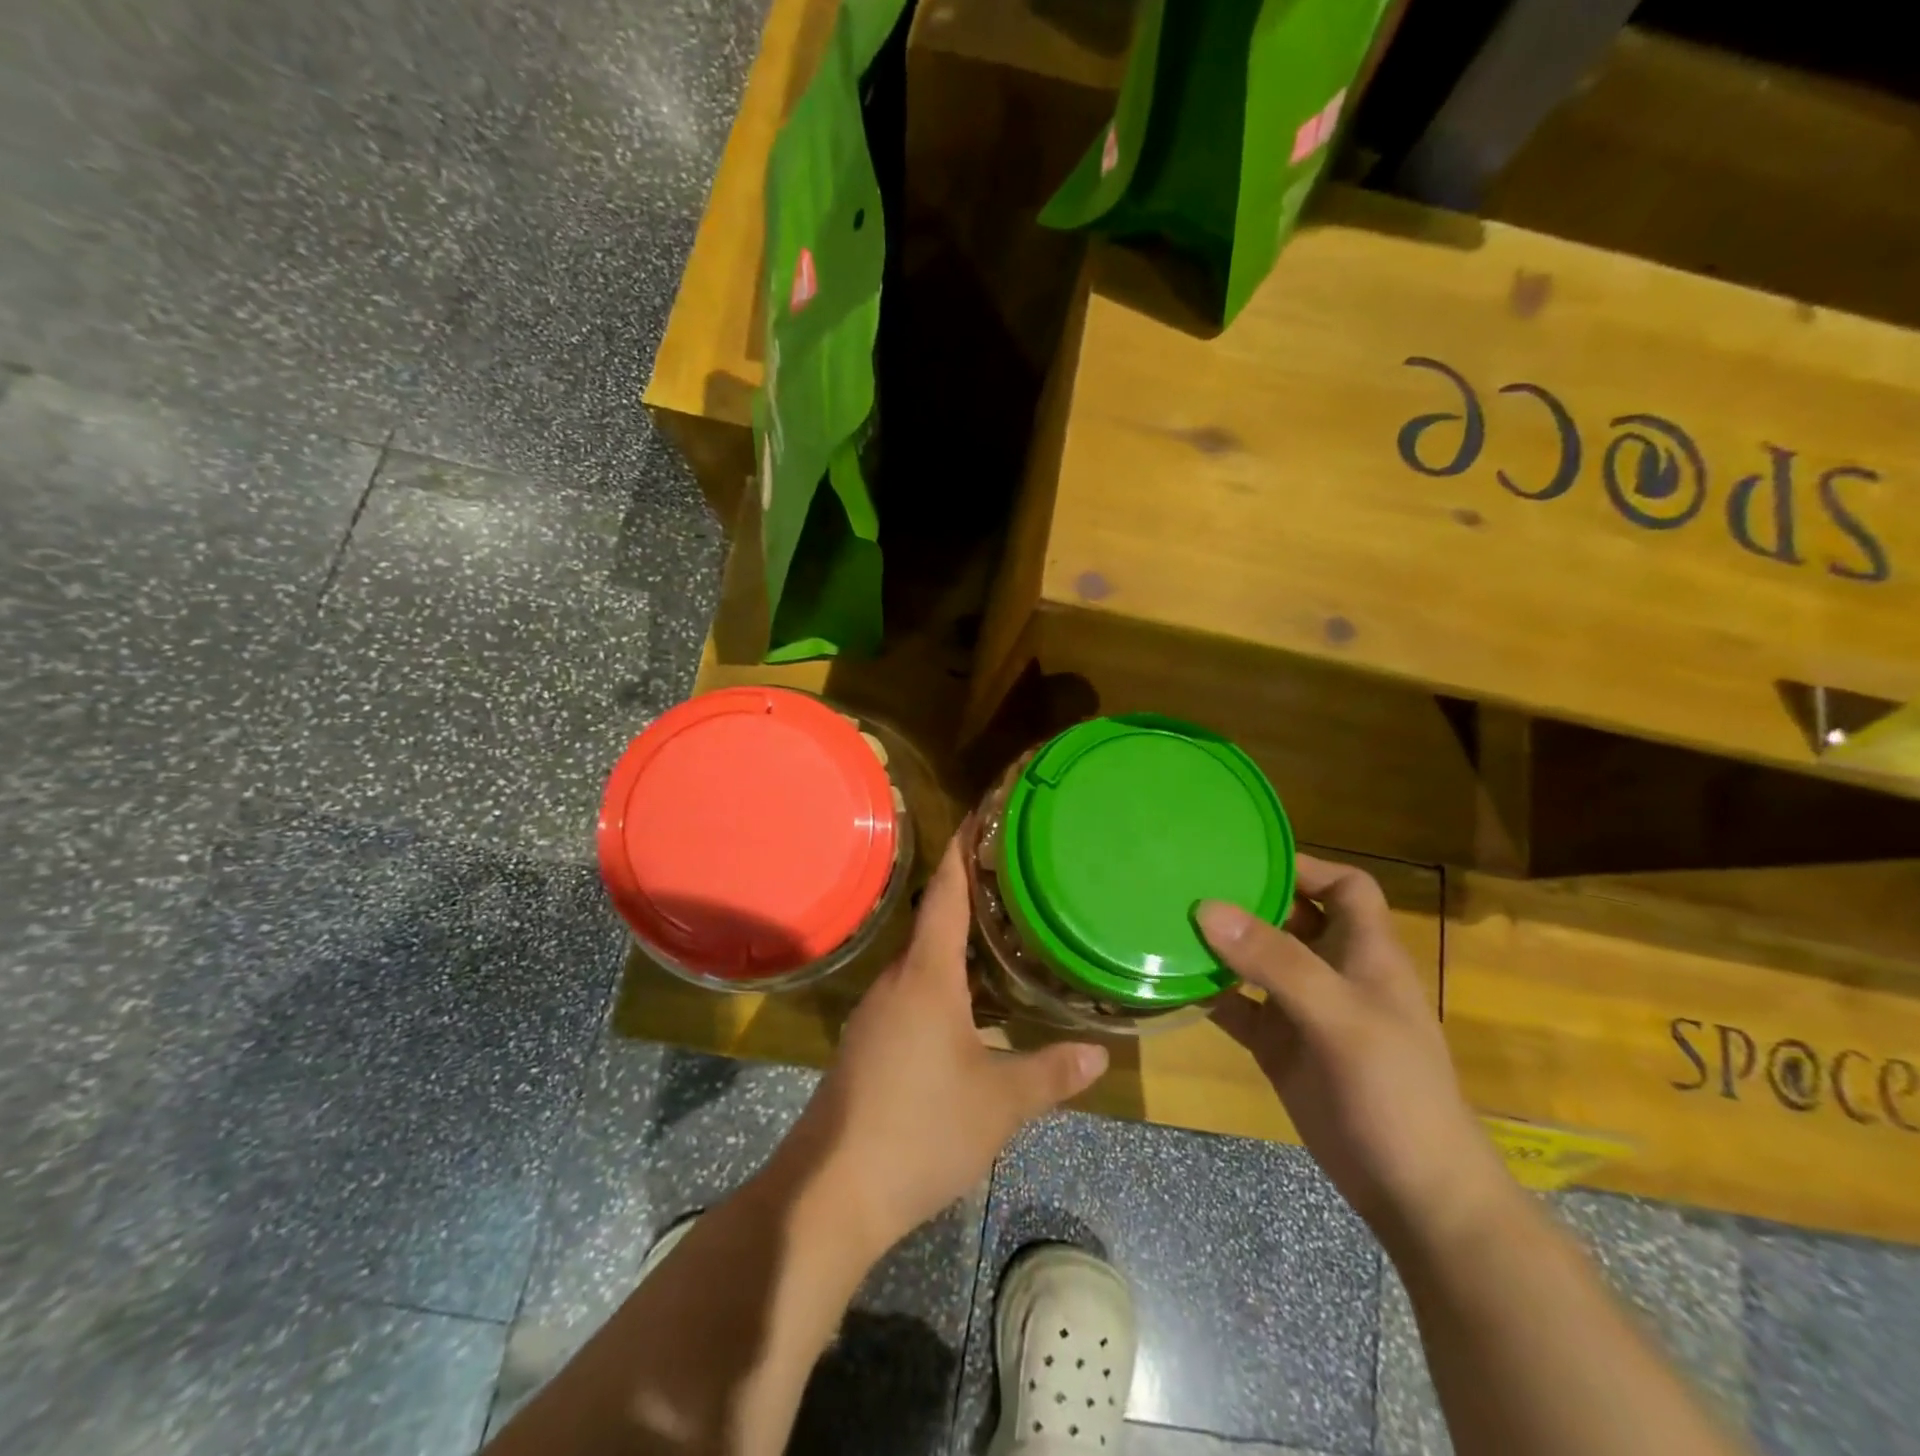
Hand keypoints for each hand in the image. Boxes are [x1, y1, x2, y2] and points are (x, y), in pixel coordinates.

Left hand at [779, 837, 1108, 1257]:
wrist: (832, 1190)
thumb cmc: (922, 1129)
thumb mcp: (999, 1103)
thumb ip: (1050, 1073)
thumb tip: (1099, 1053)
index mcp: (927, 975)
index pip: (945, 893)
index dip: (962, 850)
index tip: (978, 814)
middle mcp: (897, 981)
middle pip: (934, 922)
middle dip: (971, 898)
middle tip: (1016, 881)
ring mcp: (877, 1012)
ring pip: (923, 962)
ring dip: (958, 946)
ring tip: (1003, 938)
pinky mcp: (869, 1042)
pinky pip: (912, 992)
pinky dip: (944, 982)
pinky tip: (971, 1007)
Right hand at [1199, 854, 1511, 1256]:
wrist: (1414, 1195)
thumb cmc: (1394, 1092)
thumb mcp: (1339, 1016)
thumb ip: (1275, 961)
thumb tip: (1206, 907)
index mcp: (1365, 953)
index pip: (1344, 887)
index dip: (1305, 865)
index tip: (1245, 852)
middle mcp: (1332, 972)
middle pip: (1290, 916)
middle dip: (1246, 897)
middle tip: (1186, 878)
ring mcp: (1303, 1011)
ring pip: (1256, 961)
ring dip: (1220, 944)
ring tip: (1167, 919)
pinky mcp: (1279, 1047)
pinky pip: (1238, 1006)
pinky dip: (1210, 992)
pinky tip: (1174, 981)